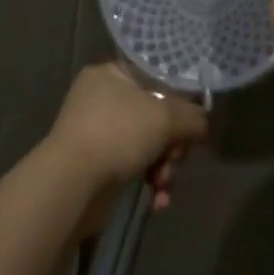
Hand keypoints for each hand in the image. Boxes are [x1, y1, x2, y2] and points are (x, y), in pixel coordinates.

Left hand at [45, 62, 207, 209]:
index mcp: (110, 74)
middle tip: (176, 157)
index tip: (191, 122)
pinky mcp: (96, 164)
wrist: (72, 183)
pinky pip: (133, 166)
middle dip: (172, 142)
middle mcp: (101, 98)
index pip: (155, 77)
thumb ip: (192, 117)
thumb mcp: (165, 117)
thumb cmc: (118, 134)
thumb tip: (201, 125)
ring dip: (164, 167)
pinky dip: (148, 181)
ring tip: (163, 183)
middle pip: (154, 115)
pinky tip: (157, 200)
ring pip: (147, 144)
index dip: (178, 99)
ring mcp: (96, 132)